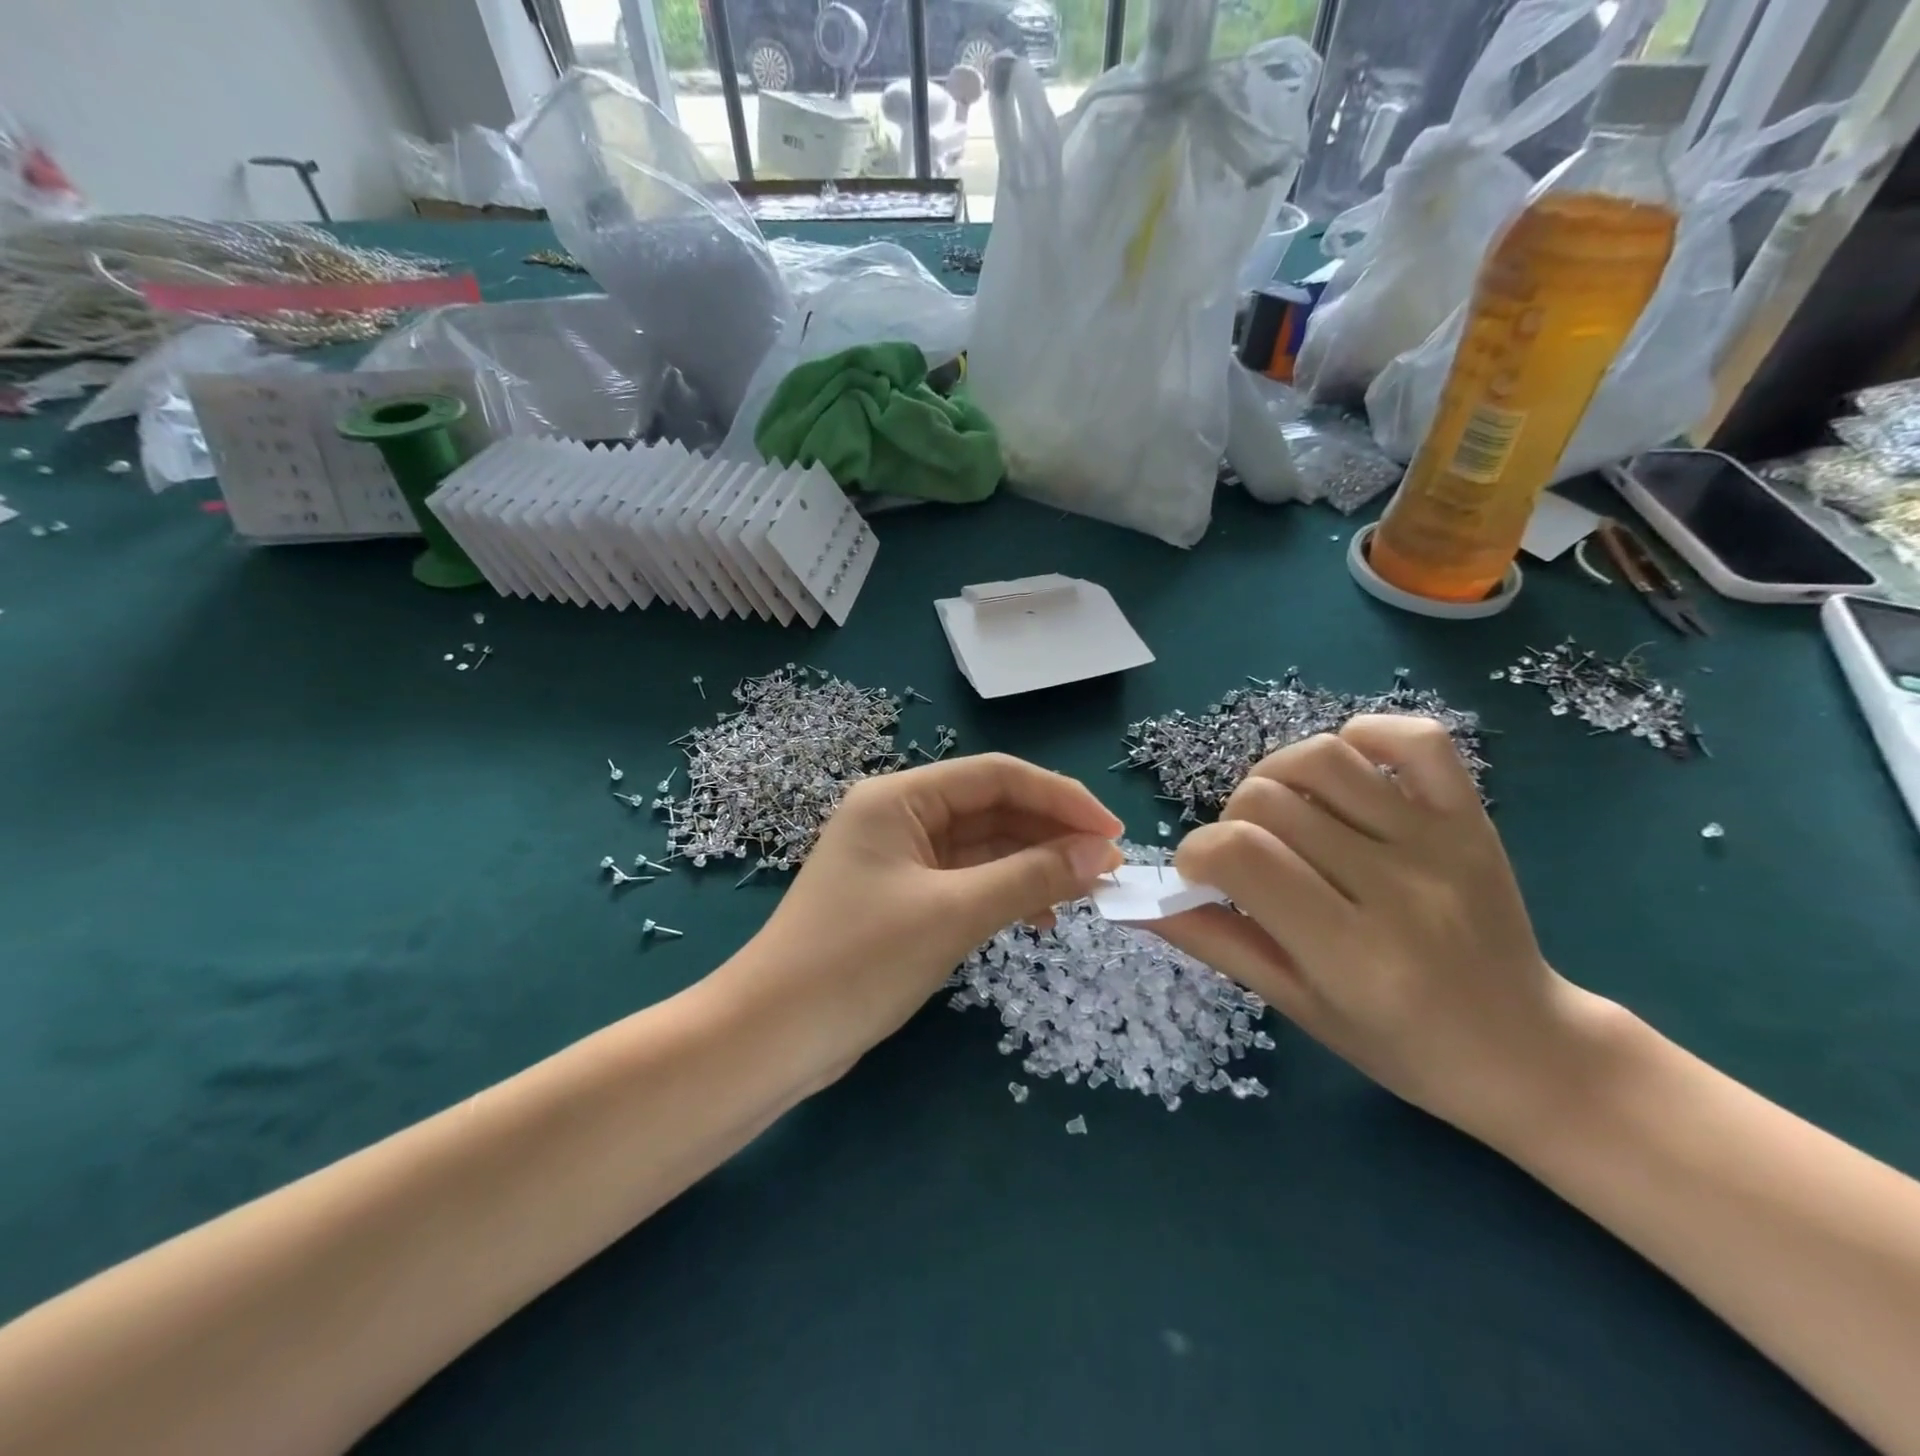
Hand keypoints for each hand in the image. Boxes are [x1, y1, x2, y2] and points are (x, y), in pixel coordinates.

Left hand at [715, 753, 1122, 1084]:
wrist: (772, 1038)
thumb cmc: (858, 962)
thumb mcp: (952, 914)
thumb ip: (1029, 877)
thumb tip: (1100, 855)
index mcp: (899, 798)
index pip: (996, 775)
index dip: (1060, 798)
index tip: (1112, 832)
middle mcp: (899, 817)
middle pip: (992, 808)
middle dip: (1051, 834)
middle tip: (1108, 868)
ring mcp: (900, 860)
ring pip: (983, 847)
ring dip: (1034, 864)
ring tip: (1087, 893)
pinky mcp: (903, 899)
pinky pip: (967, 880)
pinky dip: (1006, 893)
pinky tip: (1040, 917)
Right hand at [1155, 716, 1608, 1144]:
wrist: (1528, 1052)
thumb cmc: (1400, 1046)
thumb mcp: (1296, 1005)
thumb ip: (1216, 943)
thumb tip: (1138, 905)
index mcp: (1351, 952)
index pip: (1240, 856)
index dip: (1196, 853)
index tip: (1199, 876)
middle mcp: (1396, 887)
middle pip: (1268, 800)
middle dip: (1230, 822)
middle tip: (1246, 859)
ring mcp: (1439, 843)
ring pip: (1323, 757)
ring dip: (1275, 776)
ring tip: (1281, 814)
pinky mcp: (1471, 817)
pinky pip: (1413, 739)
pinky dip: (1362, 737)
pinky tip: (1341, 775)